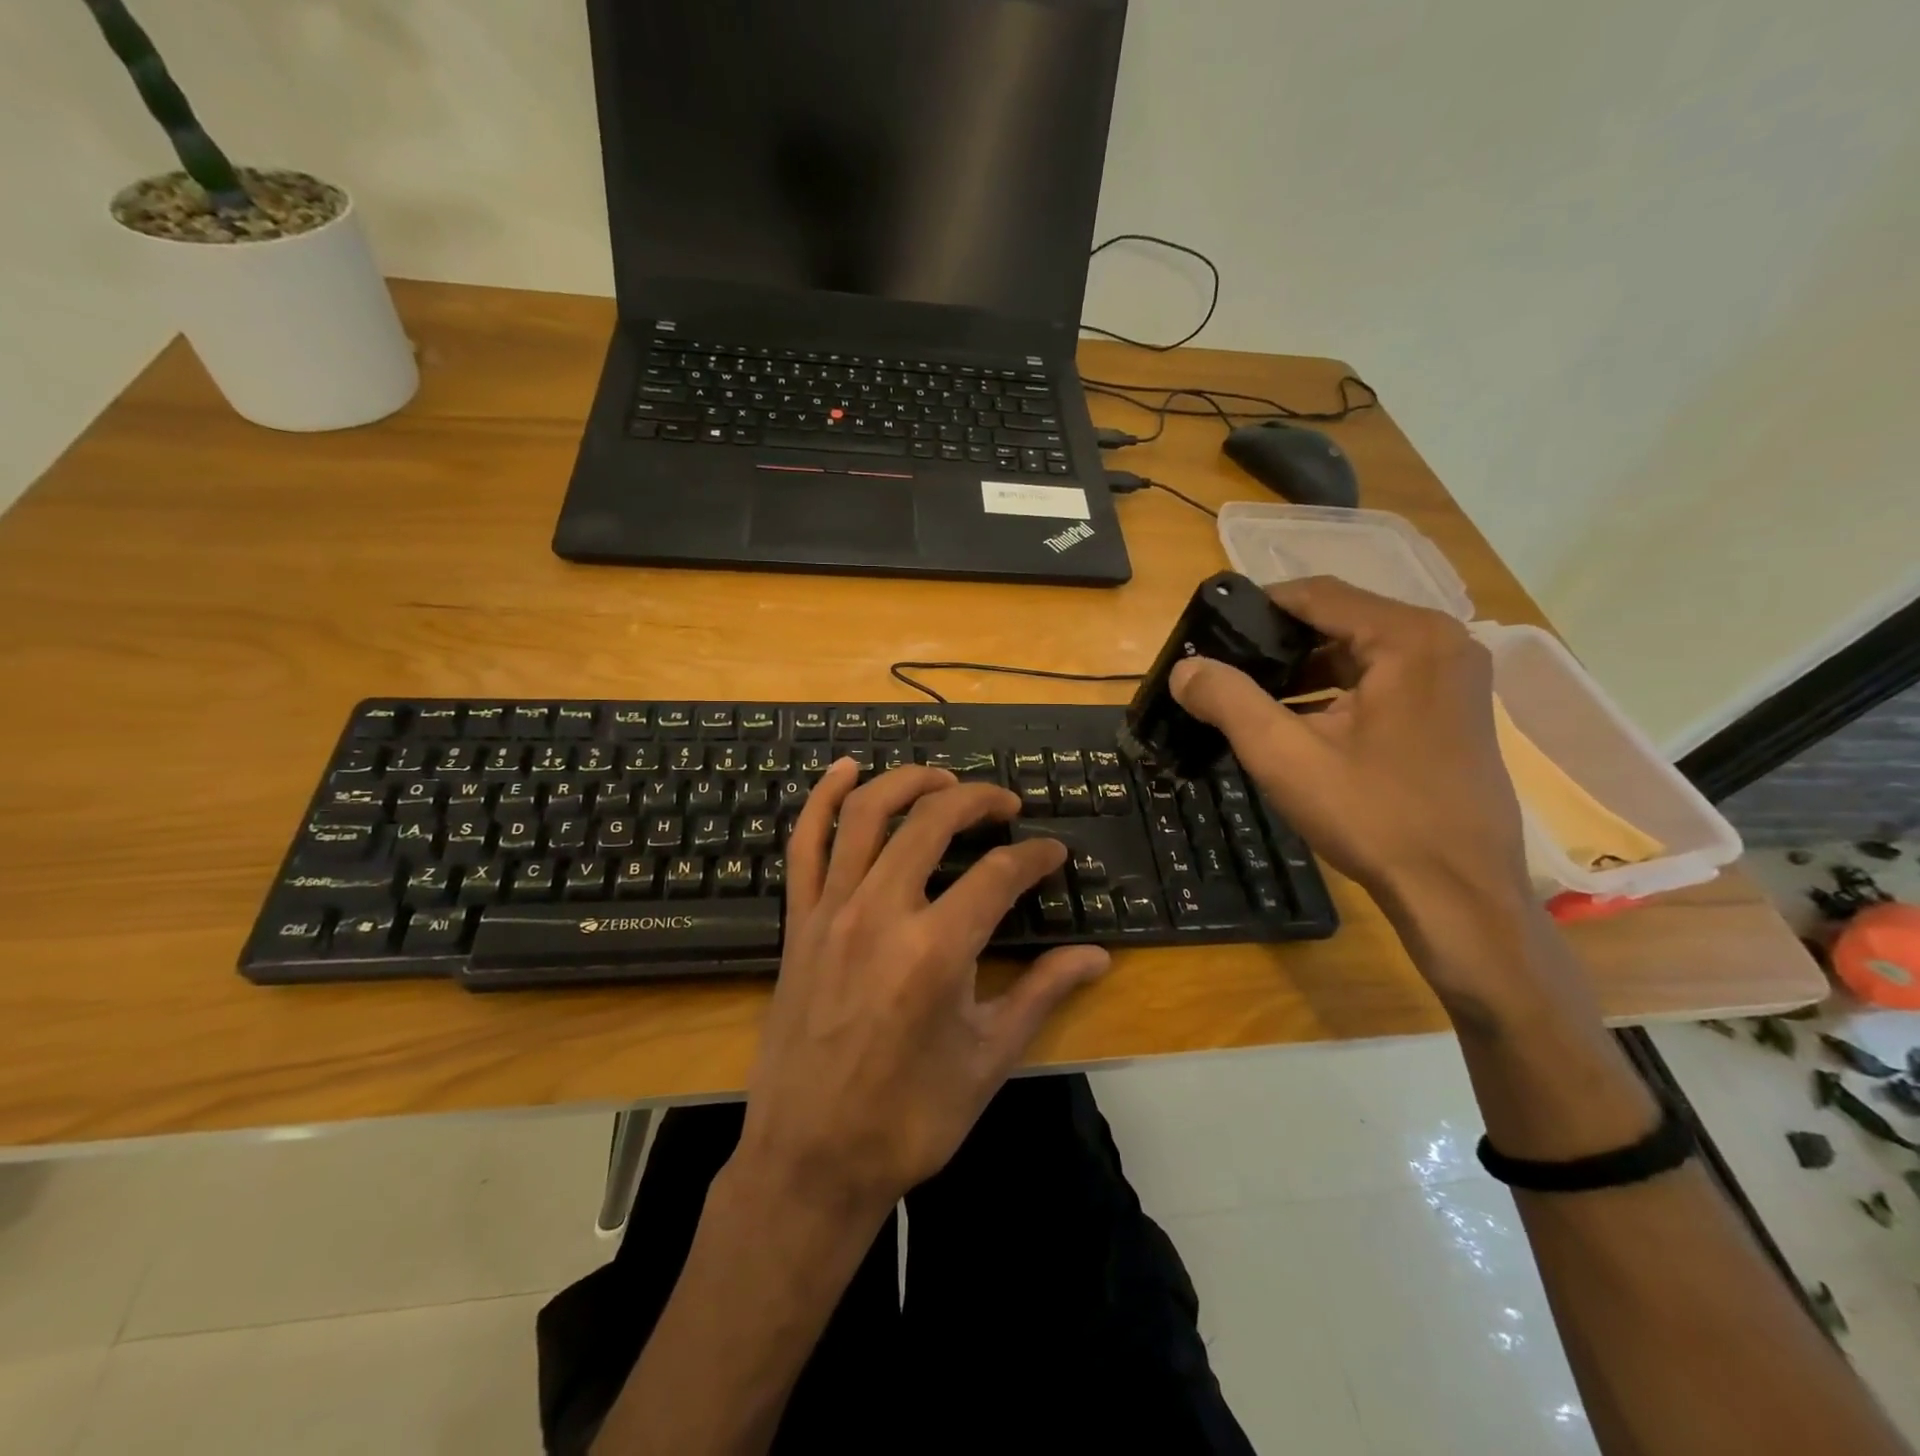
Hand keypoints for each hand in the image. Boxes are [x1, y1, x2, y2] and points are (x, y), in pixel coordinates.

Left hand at [732, 759, 1109, 1216]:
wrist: (810, 1159)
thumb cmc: (909, 1118)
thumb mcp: (988, 1059)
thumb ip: (1041, 994)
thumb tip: (1098, 957)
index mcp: (936, 951)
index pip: (998, 874)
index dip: (1034, 857)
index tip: (1054, 854)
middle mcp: (880, 913)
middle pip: (932, 822)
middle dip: (978, 800)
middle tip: (1005, 805)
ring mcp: (831, 912)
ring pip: (865, 814)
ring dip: (908, 782)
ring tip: (943, 780)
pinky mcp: (798, 922)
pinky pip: (804, 844)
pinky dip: (822, 798)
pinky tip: (845, 769)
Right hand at [1171, 575, 1529, 914]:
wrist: (1457, 893)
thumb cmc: (1373, 815)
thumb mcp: (1285, 755)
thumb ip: (1228, 700)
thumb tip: (1184, 669)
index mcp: (1408, 638)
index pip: (1316, 594)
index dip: (1256, 608)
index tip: (1209, 632)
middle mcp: (1441, 643)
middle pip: (1338, 620)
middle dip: (1276, 644)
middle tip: (1223, 669)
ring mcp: (1454, 678)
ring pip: (1358, 653)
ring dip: (1303, 671)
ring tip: (1248, 698)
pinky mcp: (1453, 711)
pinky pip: (1381, 681)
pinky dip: (1334, 693)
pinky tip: (1295, 723)